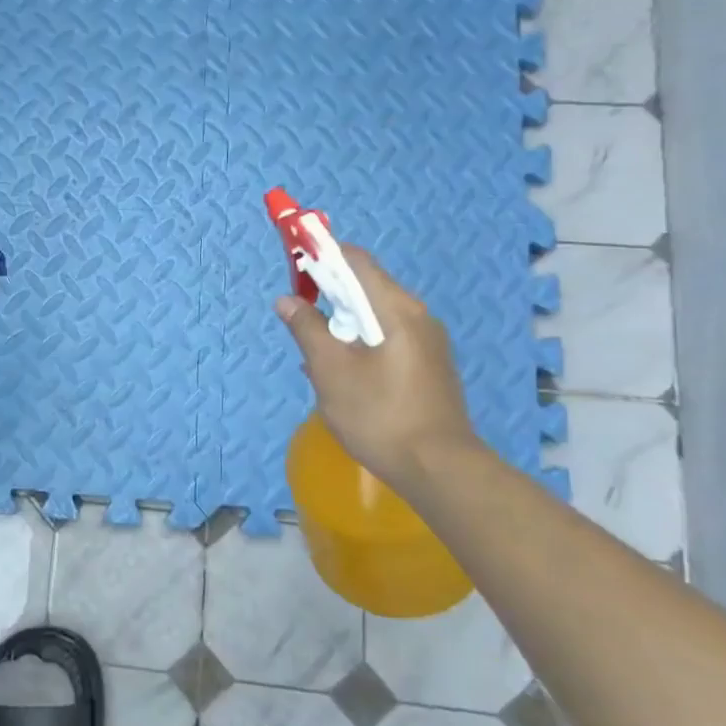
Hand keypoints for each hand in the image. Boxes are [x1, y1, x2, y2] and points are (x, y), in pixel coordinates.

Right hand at [274, 245, 480, 492]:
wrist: (438, 469)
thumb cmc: (379, 414)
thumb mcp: (330, 370)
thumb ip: (306, 329)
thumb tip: (287, 300)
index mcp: (396, 309)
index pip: (356, 261)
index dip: (322, 257)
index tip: (294, 270)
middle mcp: (418, 316)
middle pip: (366, 287)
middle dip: (328, 296)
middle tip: (298, 319)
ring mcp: (427, 342)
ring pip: (375, 316)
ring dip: (341, 324)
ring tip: (315, 354)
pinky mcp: (428, 366)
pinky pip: (387, 338)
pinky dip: (359, 343)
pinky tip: (341, 373)